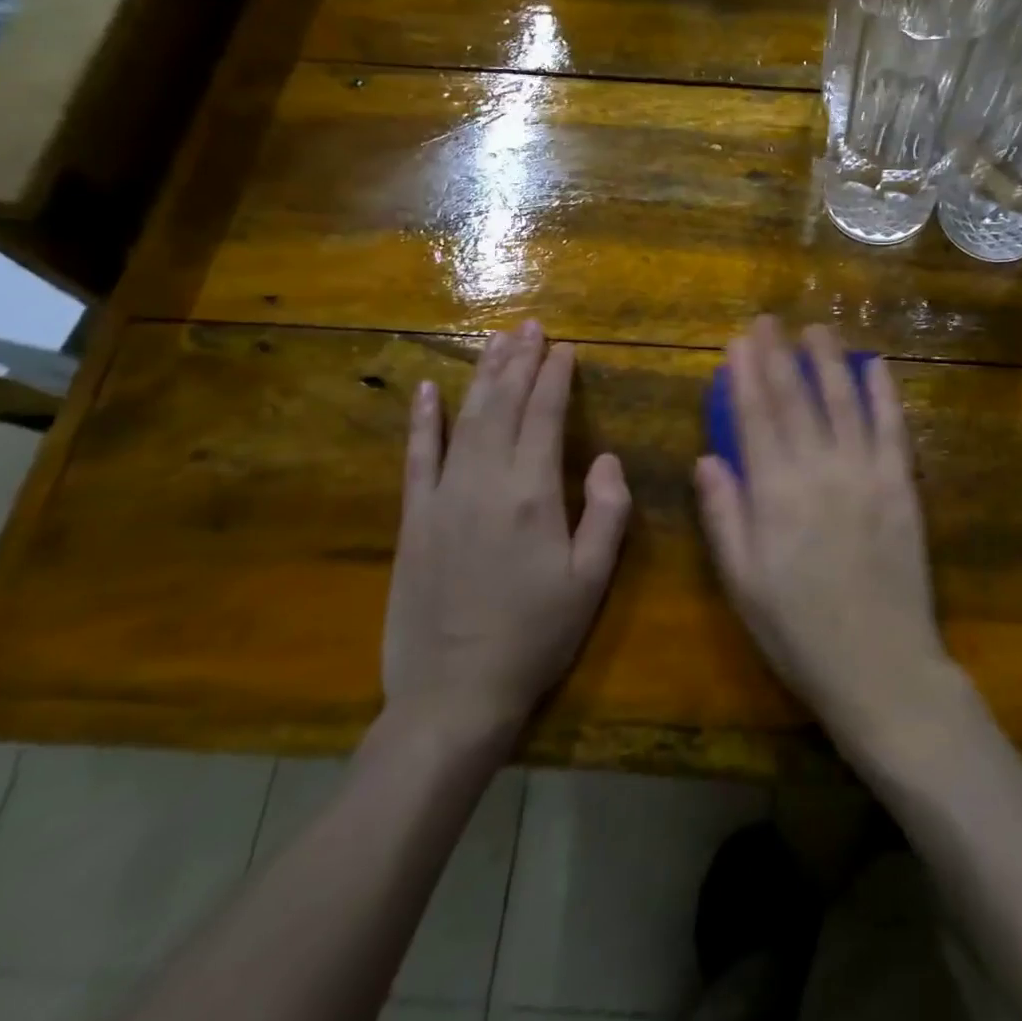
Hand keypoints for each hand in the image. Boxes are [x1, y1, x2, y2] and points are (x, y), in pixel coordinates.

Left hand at [385, 321, 631, 749]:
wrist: (452, 695)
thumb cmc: (535, 636)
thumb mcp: (592, 580)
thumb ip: (607, 512)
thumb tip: (605, 457)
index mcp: (533, 494)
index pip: (545, 415)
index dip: (556, 376)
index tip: (565, 347)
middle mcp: (485, 482)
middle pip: (503, 404)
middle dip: (519, 360)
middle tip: (530, 325)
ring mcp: (442, 497)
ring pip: (465, 419)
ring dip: (483, 376)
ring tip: (497, 341)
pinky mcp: (413, 519)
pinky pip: (417, 457)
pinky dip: (422, 420)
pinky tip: (428, 390)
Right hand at [694, 318, 952, 743]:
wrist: (881, 668)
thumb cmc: (799, 632)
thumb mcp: (743, 583)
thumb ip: (724, 517)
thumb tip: (708, 458)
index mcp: (774, 494)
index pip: (755, 417)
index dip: (745, 375)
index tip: (738, 341)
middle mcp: (819, 471)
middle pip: (796, 399)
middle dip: (779, 355)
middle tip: (768, 320)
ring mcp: (866, 474)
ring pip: (844, 402)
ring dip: (829, 361)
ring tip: (817, 329)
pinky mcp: (902, 486)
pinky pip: (893, 429)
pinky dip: (884, 394)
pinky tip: (875, 366)